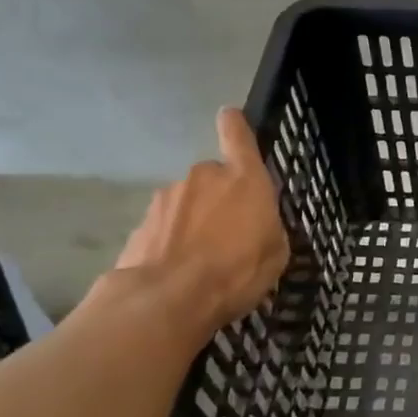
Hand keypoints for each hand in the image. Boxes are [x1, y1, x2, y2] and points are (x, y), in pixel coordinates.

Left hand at [114, 108, 288, 329]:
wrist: (166, 300)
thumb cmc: (236, 272)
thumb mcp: (275, 253)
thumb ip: (267, 228)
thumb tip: (257, 225)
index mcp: (244, 179)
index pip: (237, 135)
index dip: (234, 124)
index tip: (229, 116)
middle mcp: (204, 177)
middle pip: (214, 179)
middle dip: (220, 199)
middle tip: (229, 235)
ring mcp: (168, 198)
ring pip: (188, 204)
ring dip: (195, 222)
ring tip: (203, 261)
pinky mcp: (141, 224)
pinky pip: (166, 227)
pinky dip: (173, 242)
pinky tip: (179, 272)